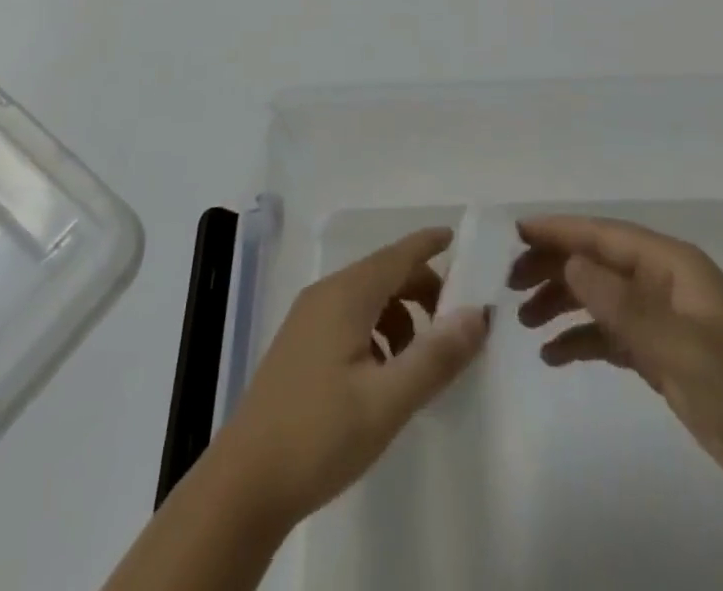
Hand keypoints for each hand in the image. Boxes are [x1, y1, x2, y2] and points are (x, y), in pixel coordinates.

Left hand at [212, 226, 489, 527]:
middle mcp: (326, 294)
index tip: (458, 238)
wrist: (244, 485)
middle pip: (385, 274)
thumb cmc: (319, 436)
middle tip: (455, 325)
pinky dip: (377, 331)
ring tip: (420, 361)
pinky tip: (384, 376)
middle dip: (422, 290)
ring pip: (368, 298)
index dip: (428, 244)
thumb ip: (435, 357)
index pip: (398, 254)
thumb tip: (478, 314)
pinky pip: (350, 318)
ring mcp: (308, 318)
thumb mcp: (387, 402)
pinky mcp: (300, 344)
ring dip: (401, 316)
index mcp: (346, 295)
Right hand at [510, 216, 722, 495]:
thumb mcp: (681, 345)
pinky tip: (553, 355)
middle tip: (510, 285)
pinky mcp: (661, 352)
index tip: (516, 233)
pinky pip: (609, 334)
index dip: (560, 230)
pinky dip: (581, 339)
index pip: (604, 235)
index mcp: (671, 264)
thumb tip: (569, 262)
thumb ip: (623, 304)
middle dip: (553, 266)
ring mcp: (661, 317)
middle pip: (596, 261)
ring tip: (524, 322)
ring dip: (561, 302)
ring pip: (598, 296)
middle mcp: (662, 282)